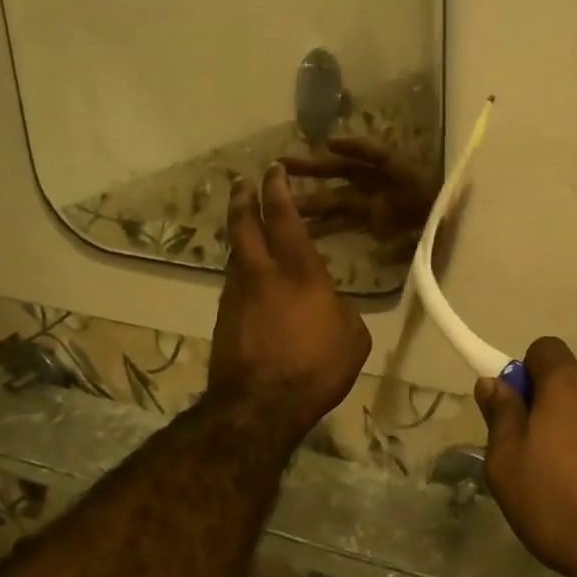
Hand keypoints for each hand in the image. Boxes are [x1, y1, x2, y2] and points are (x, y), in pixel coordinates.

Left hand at [208, 165, 371, 442]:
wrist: (260, 406)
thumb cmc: (316, 367)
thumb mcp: (352, 337)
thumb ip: (341, 310)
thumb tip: (330, 306)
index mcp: (299, 272)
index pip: (284, 219)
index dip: (278, 191)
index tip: (273, 171)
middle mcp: (262, 274)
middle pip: (244, 226)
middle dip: (243, 199)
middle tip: (242, 181)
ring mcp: (237, 296)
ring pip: (235, 254)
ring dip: (239, 235)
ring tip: (244, 226)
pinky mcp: (224, 319)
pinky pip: (234, 283)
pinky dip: (241, 270)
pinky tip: (249, 278)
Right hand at [280, 137, 440, 262]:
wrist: (464, 238)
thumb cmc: (454, 228)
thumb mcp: (441, 232)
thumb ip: (413, 242)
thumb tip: (379, 253)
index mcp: (406, 179)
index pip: (378, 156)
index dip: (355, 147)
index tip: (330, 144)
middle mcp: (386, 187)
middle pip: (346, 172)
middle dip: (315, 168)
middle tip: (281, 164)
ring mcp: (378, 205)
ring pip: (338, 198)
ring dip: (311, 198)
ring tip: (279, 199)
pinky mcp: (376, 223)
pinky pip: (346, 221)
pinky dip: (325, 225)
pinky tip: (302, 231)